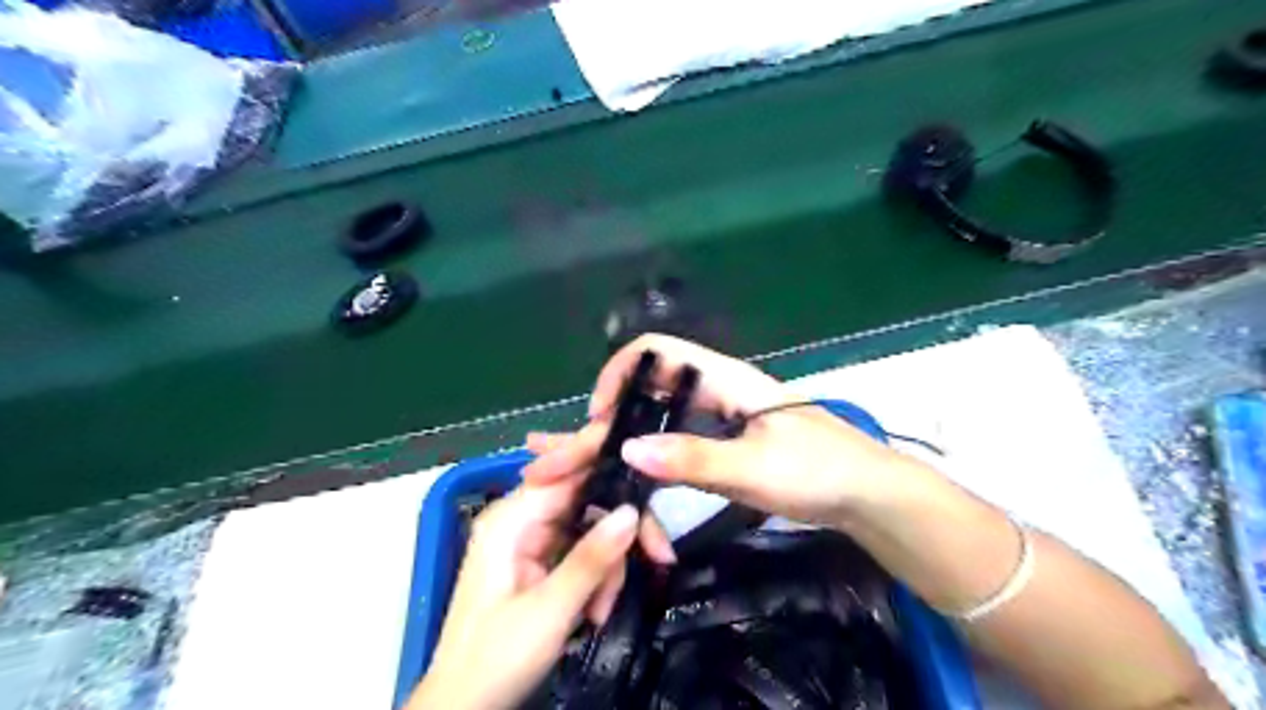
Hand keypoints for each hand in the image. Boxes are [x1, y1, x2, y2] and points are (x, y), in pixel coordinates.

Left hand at [414, 471, 670, 709]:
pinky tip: (593, 610)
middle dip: (616, 535)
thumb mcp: (549, 610)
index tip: (651, 489)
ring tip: (601, 610)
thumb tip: (632, 511)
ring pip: (589, 528)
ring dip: (607, 566)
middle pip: (586, 501)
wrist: (462, 709)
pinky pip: (581, 552)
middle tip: (655, 558)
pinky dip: (596, 578)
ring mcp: (530, 540)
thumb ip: (592, 559)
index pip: (568, 472)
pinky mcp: (538, 562)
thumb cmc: (495, 658)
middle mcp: (520, 519)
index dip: (610, 473)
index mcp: (511, 518)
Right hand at [529, 334, 915, 529]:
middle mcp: (716, 389)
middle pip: (649, 388)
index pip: (656, 353)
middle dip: (607, 418)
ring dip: (622, 438)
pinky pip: (676, 439)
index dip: (618, 374)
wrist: (867, 495)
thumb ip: (693, 458)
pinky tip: (632, 476)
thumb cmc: (820, 471)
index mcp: (724, 378)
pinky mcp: (725, 441)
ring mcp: (720, 416)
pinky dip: (648, 454)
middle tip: (573, 456)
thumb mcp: (756, 466)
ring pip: (658, 416)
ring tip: (588, 468)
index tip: (597, 419)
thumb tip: (626, 452)